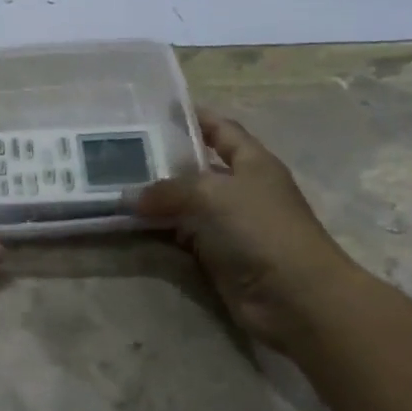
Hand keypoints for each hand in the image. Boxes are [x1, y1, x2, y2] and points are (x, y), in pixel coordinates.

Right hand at [129, 108, 363, 349]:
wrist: (296, 299)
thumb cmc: (261, 229)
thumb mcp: (211, 194)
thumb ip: (168, 190)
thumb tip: (129, 197)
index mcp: (252, 162)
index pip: (221, 129)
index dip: (193, 118)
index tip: (155, 111)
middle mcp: (241, 189)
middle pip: (197, 167)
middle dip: (162, 160)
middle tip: (120, 152)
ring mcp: (230, 225)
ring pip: (185, 204)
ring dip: (155, 199)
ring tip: (114, 186)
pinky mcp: (218, 257)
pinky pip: (181, 236)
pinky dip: (158, 231)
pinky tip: (129, 224)